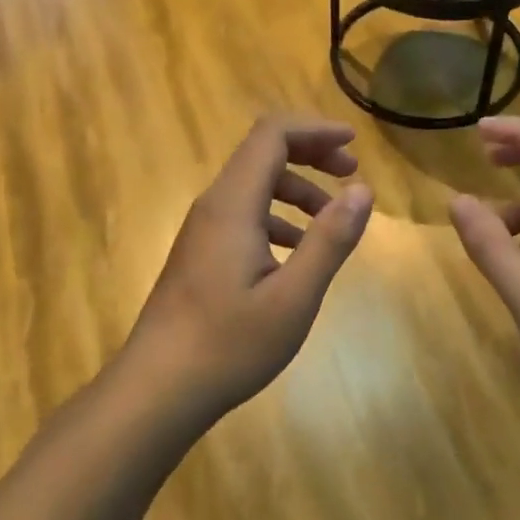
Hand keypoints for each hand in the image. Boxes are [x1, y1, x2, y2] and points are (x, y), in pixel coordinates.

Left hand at [125, 116, 373, 419]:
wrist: (156, 390)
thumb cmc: (228, 344)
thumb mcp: (294, 296)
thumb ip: (330, 240)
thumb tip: (362, 191)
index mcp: (233, 204)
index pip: (272, 135)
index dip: (315, 129)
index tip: (354, 144)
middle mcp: (214, 206)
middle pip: (263, 153)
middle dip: (311, 154)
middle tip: (351, 175)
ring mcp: (203, 230)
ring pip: (254, 186)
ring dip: (297, 189)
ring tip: (333, 218)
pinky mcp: (201, 253)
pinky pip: (244, 214)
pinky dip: (278, 217)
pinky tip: (297, 252)